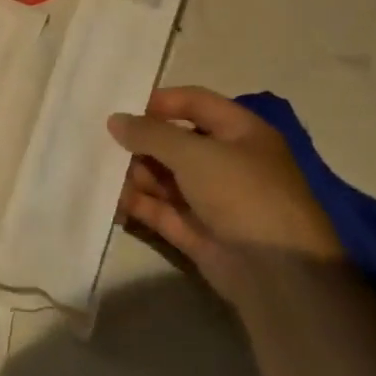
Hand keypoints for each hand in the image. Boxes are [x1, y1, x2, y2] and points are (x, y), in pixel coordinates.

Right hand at [107, 86, 342, 303]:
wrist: (277, 273)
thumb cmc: (242, 194)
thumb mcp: (195, 154)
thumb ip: (150, 134)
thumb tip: (114, 121)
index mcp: (241, 133)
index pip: (195, 103)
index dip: (159, 102)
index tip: (119, 109)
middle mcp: (226, 161)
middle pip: (174, 141)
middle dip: (139, 142)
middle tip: (99, 142)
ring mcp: (210, 198)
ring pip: (162, 176)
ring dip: (132, 173)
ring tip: (98, 172)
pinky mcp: (194, 229)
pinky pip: (157, 208)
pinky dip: (134, 203)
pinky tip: (106, 199)